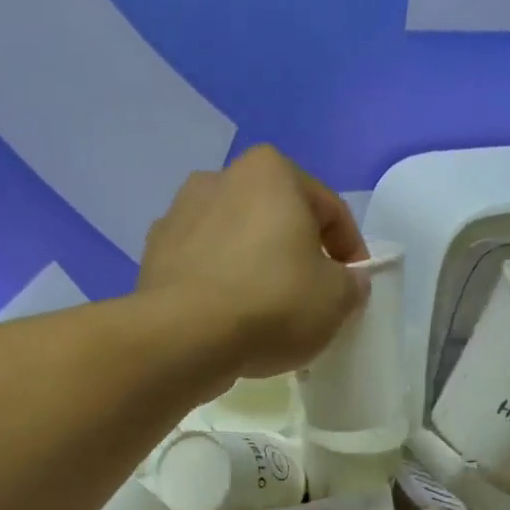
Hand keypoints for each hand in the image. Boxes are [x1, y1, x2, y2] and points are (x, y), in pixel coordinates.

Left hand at [138, 146, 369, 377]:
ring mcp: (180, 213)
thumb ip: (352, 283)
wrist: (184, 337)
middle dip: (299, 254)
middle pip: (279, 220)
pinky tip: (229, 319)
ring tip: (267, 313)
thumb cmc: (272, 304)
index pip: (330, 209)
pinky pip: (204, 266)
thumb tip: (347, 281)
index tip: (354, 286)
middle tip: (312, 298)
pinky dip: (221, 284)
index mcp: (272, 171)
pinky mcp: (154, 253)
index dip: (351, 250)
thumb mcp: (337, 299)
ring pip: (238, 241)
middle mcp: (222, 177)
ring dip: (257, 267)